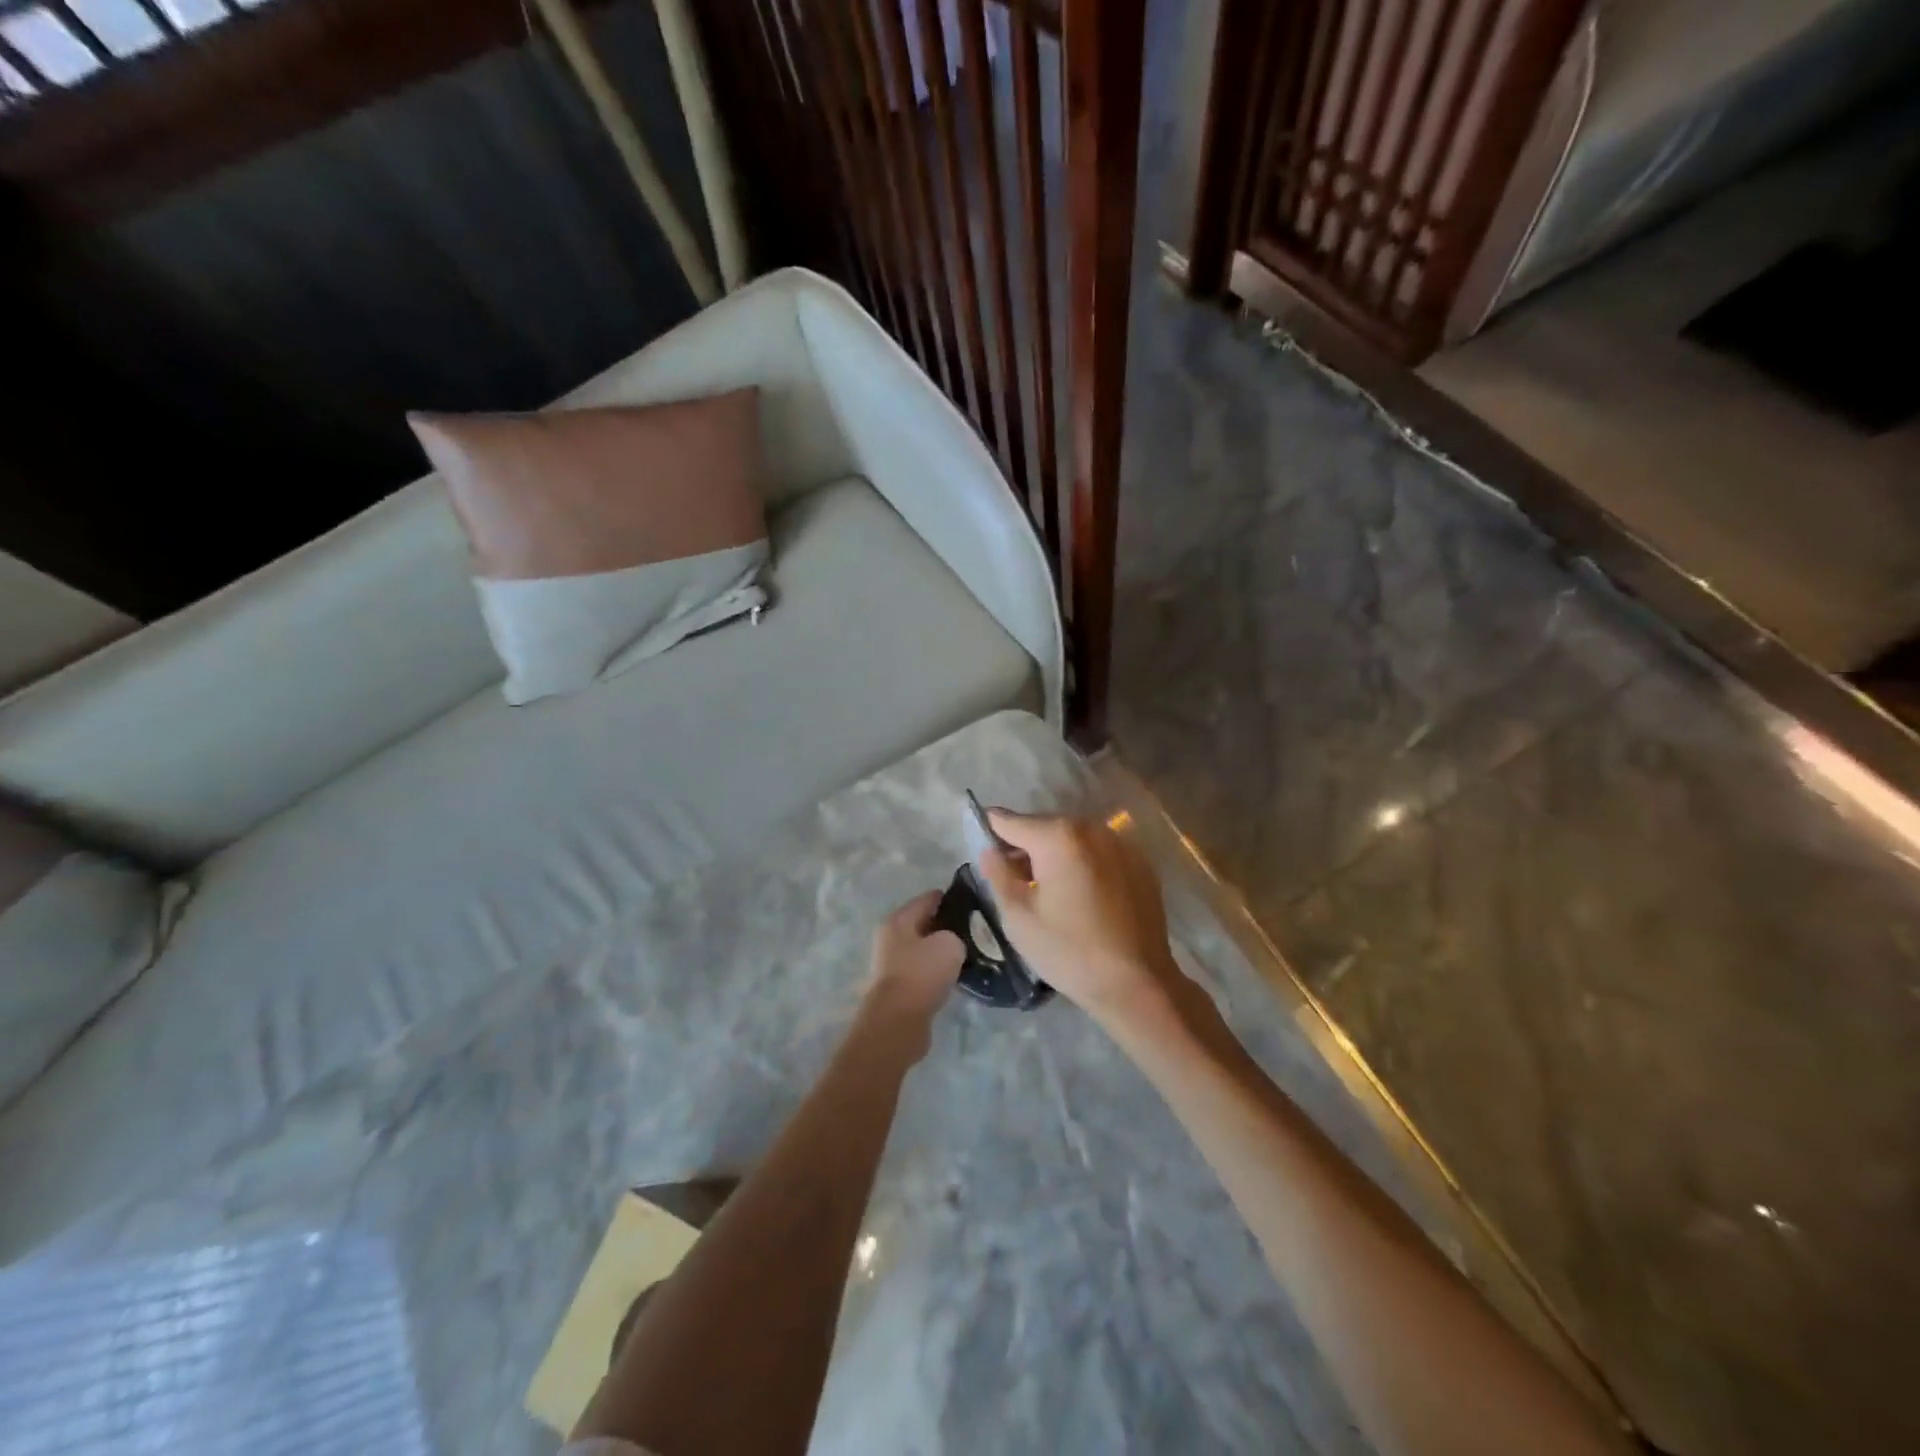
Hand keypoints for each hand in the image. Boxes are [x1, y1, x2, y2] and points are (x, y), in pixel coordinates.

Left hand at [858, 891, 964, 1060]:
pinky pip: (923, 971)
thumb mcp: (949, 944)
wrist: (898, 1022)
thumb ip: (956, 934)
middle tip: (976, 931)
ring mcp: (892, 964)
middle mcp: (891, 938)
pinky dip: (938, 972)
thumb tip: (953, 941)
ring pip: (924, 949)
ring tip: (970, 954)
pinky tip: (956, 977)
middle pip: (925, 923)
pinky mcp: (898, 988)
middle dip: (948, 926)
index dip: (953, 898)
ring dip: (943, 951)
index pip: (929, 898)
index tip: (975, 905)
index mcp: (899, 919)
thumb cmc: (922, 973)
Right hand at [977, 811, 1190, 1035]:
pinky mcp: (1140, 863)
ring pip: (1073, 839)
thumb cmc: (1069, 950)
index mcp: (1058, 836)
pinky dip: (1083, 864)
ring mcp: (1120, 844)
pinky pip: (1098, 853)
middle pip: (1044, 827)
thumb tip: (990, 851)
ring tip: (1047, 890)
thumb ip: (997, 874)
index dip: (990, 831)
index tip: (981, 848)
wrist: (1137, 983)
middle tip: (1013, 880)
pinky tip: (1081, 897)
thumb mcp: (1018, 917)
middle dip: (1024, 846)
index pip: (1010, 821)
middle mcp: (1091, 828)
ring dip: (1055, 855)